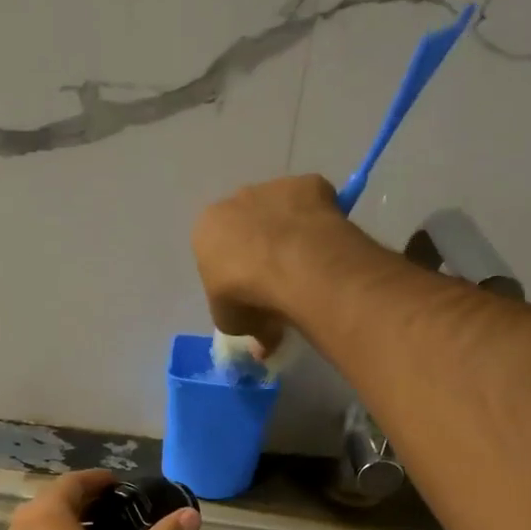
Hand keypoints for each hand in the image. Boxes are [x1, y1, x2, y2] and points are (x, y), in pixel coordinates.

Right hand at [192, 174, 349, 356]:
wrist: (291, 266)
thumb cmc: (246, 295)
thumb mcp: (234, 323)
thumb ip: (244, 325)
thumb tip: (263, 345)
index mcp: (205, 230)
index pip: (215, 250)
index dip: (232, 273)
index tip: (249, 294)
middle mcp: (234, 200)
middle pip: (246, 223)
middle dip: (260, 246)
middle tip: (279, 280)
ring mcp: (273, 187)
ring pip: (280, 210)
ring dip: (289, 231)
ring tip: (307, 266)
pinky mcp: (309, 184)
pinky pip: (313, 204)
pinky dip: (318, 221)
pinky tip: (325, 246)